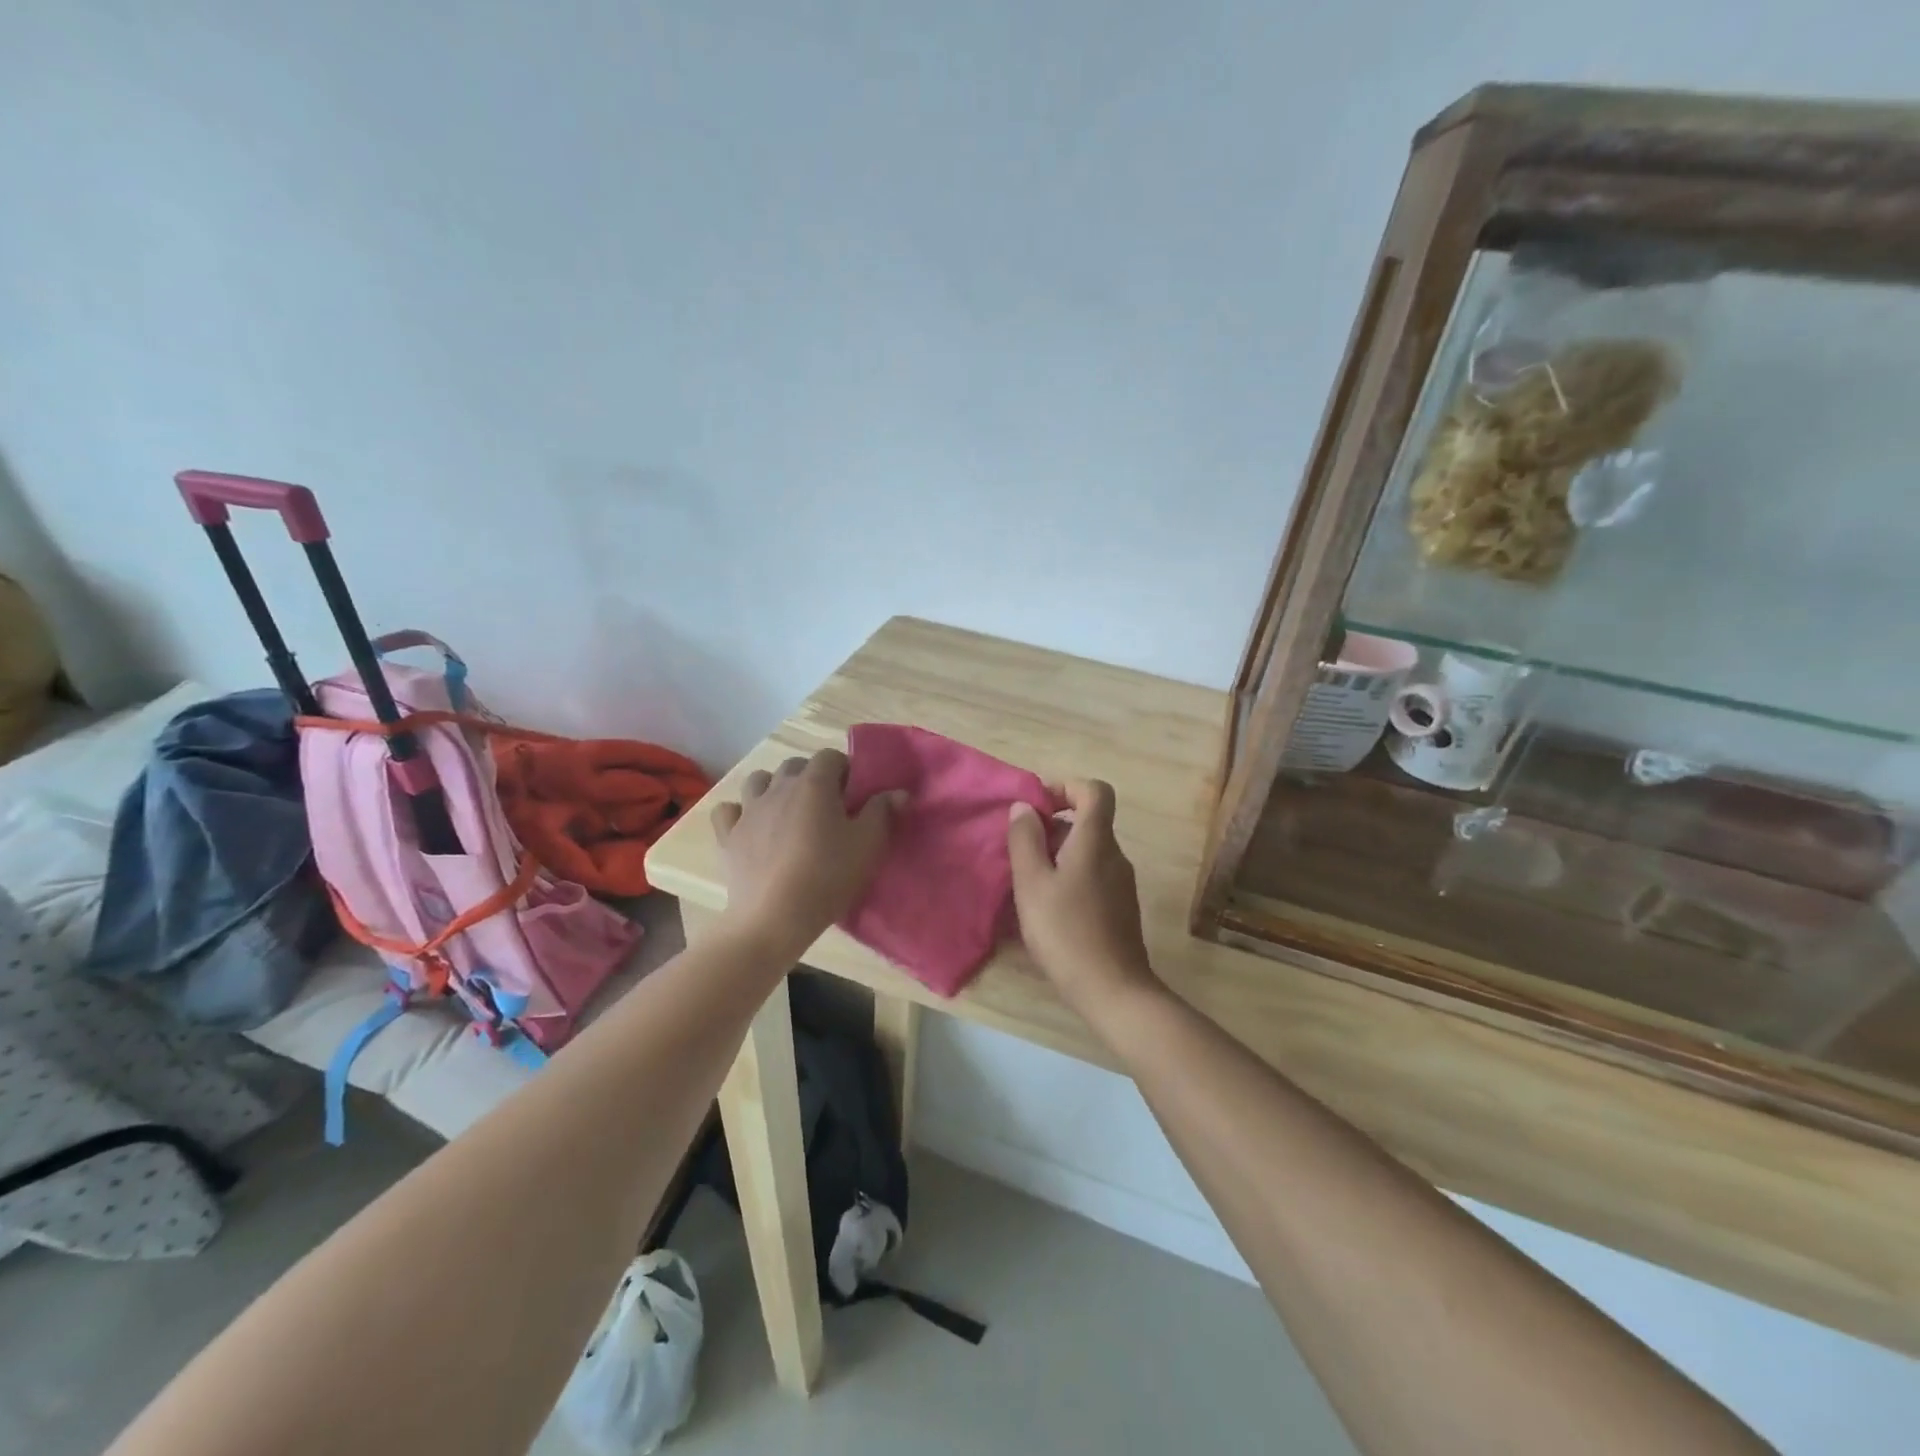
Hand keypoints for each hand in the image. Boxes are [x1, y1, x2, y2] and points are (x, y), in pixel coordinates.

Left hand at [710, 750, 900, 962]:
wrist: (774, 918)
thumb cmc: (828, 876)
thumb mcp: (868, 845)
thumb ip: (883, 812)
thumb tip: (897, 792)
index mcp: (814, 783)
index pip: (831, 756)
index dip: (845, 771)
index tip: (855, 796)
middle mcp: (778, 787)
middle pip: (795, 765)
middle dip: (812, 777)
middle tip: (827, 808)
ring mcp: (749, 810)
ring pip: (759, 780)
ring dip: (775, 788)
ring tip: (789, 813)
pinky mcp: (729, 835)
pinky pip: (729, 811)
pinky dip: (739, 813)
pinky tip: (751, 826)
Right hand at [1006, 779, 1159, 1022]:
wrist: (1113, 989)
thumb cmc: (1066, 931)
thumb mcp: (1032, 884)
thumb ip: (1025, 840)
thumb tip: (1024, 807)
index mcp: (1095, 841)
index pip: (1095, 790)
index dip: (1066, 787)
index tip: (1037, 806)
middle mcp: (1115, 855)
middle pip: (1089, 821)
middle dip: (1053, 826)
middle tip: (1021, 849)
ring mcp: (1122, 883)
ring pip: (1089, 850)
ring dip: (1059, 854)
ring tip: (1029, 881)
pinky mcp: (1121, 907)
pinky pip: (1094, 874)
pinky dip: (1071, 876)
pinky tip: (1049, 906)